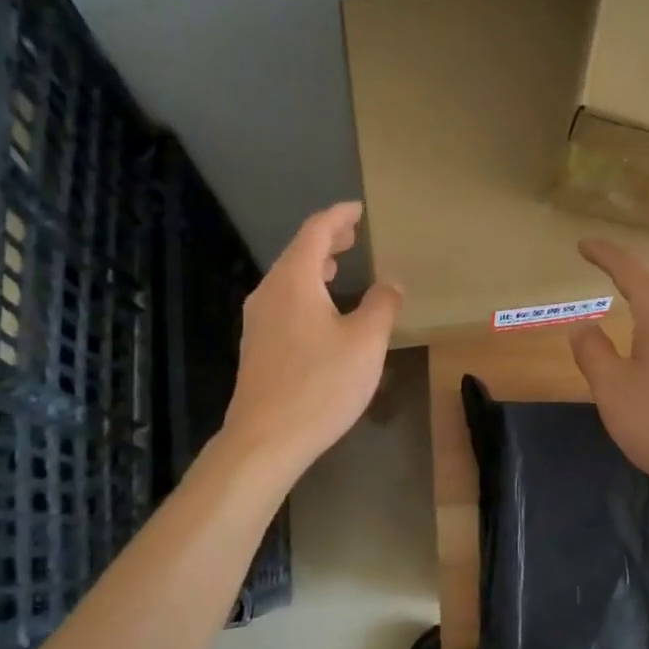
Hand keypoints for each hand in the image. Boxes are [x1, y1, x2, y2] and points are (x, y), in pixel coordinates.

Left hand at [222, 202, 400, 482]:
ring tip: (340, 268)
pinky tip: (323, 313)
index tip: (358, 209)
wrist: (266, 439)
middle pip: (298, 253)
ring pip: (289, 280)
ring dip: (316, 269)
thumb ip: (382, 306)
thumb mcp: (365, 343)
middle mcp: (269, 293)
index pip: (315, 232)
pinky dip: (307, 293)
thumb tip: (390, 284)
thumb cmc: (321, 384)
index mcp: (294, 281)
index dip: (338, 216)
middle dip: (327, 241)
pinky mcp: (258, 348)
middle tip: (353, 234)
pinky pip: (284, 304)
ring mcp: (258, 322)